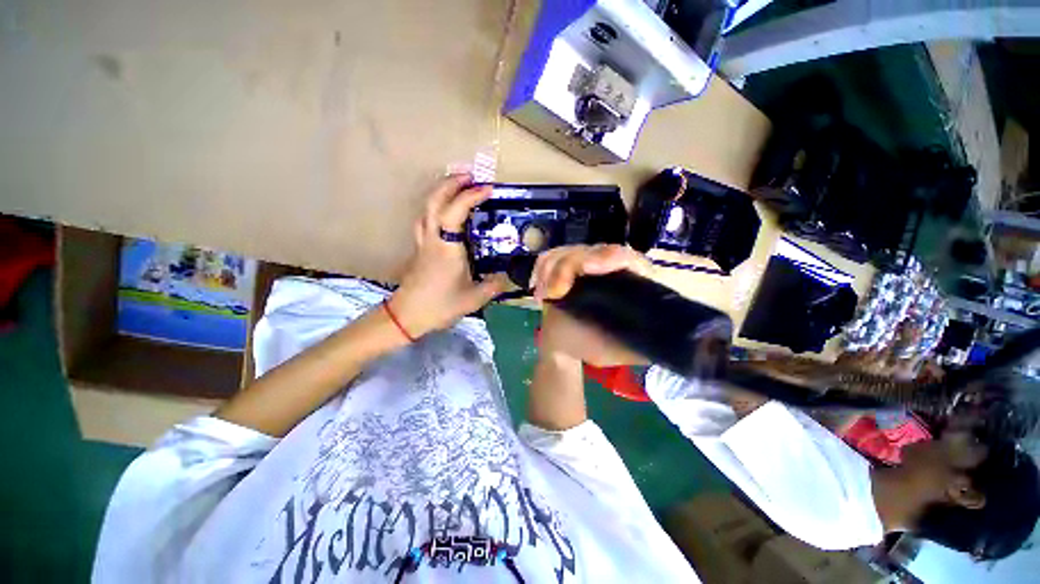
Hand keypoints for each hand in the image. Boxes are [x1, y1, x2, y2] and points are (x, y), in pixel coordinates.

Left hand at [389, 175, 509, 337]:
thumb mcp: (473, 299)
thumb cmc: (439, 306)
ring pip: (426, 208)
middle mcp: (432, 239)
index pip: (455, 212)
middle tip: (469, 176)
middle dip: (451, 183)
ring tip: (457, 188)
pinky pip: (425, 220)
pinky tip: (445, 214)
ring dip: (441, 192)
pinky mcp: (419, 249)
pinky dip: (435, 208)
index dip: (471, 196)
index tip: (488, 188)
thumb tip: (507, 277)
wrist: (407, 316)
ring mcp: (423, 242)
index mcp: (447, 248)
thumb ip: (493, 286)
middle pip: (434, 201)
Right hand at [532, 244, 650, 366]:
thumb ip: (638, 344)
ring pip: (567, 251)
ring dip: (550, 270)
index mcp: (630, 281)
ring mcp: (584, 263)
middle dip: (566, 268)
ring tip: (543, 295)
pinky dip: (540, 269)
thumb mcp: (618, 351)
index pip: (627, 258)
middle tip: (553, 293)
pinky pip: (550, 257)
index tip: (588, 267)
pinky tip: (537, 286)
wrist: (566, 346)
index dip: (610, 257)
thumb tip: (661, 337)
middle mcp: (608, 267)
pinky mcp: (564, 266)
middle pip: (591, 249)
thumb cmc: (594, 347)